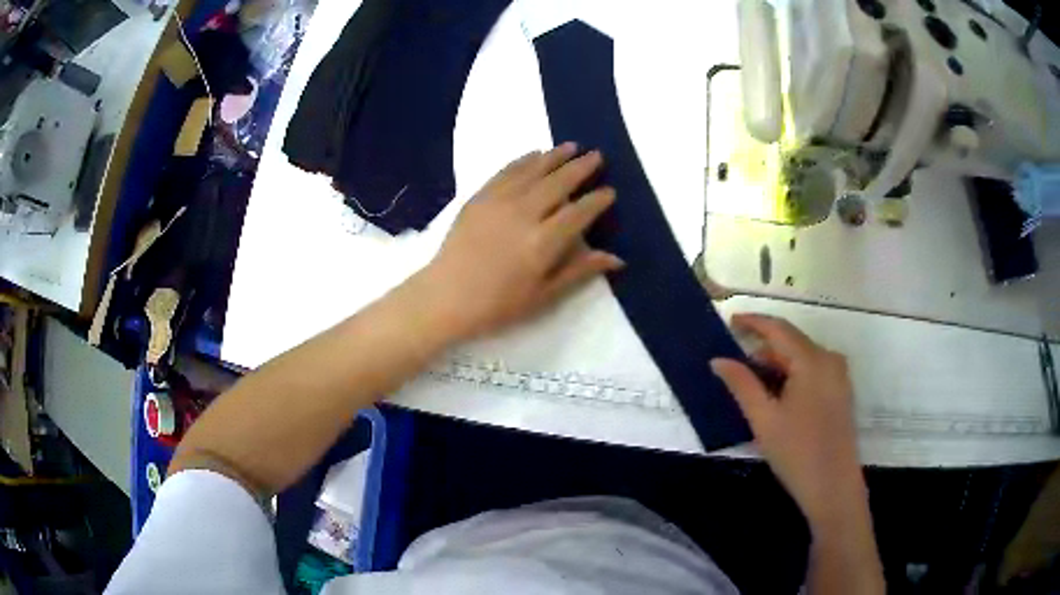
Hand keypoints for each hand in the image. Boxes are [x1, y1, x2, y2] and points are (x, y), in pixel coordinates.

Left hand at [419, 143, 622, 340]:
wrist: (446, 296)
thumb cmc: (498, 304)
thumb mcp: (543, 295)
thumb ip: (579, 271)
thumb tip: (616, 258)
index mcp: (543, 242)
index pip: (579, 213)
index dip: (597, 200)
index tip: (610, 191)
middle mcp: (524, 214)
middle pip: (558, 183)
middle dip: (580, 168)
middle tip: (596, 155)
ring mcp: (499, 202)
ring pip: (533, 170)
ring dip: (554, 156)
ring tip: (571, 146)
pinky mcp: (479, 197)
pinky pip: (506, 171)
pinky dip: (523, 160)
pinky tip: (534, 154)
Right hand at [711, 314, 864, 530]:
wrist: (833, 487)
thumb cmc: (796, 452)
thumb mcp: (764, 419)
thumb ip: (741, 384)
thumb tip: (718, 360)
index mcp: (812, 361)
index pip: (779, 329)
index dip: (753, 322)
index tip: (730, 321)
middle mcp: (830, 359)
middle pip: (792, 342)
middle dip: (764, 348)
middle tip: (736, 362)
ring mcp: (839, 375)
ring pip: (802, 357)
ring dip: (777, 364)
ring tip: (752, 383)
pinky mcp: (841, 391)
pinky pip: (813, 371)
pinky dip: (792, 375)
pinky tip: (778, 395)